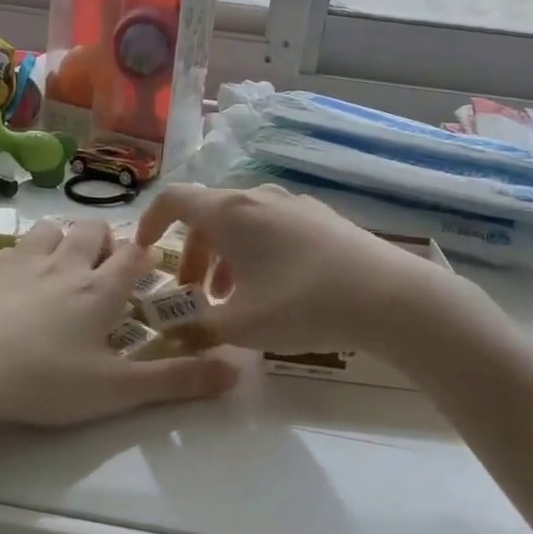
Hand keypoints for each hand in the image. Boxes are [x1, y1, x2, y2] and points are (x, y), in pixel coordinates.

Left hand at [0, 217, 238, 429]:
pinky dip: (24, 254)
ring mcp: (21, 262)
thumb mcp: (115, 391)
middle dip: (105, 241)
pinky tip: (15, 279)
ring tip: (63, 265)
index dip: (145, 254)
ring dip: (64, 238)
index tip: (149, 265)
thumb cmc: (43, 380)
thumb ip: (176, 381)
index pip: (133, 255)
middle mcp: (64, 264)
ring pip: (51, 229)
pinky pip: (13, 247)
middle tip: (104, 269)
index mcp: (99, 289)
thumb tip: (237, 369)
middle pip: (92, 230)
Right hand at [135, 183, 454, 354]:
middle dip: (191, 254)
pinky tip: (271, 290)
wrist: (388, 296)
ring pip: (241, 224)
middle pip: (208, 216)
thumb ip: (196, 329)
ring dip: (223, 257)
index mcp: (229, 212)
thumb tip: (169, 336)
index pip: (174, 200)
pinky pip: (271, 228)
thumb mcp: (241, 325)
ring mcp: (293, 204)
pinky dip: (254, 253)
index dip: (150, 221)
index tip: (144, 251)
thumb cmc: (301, 303)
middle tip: (192, 295)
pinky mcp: (321, 218)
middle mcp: (257, 197)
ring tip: (231, 299)